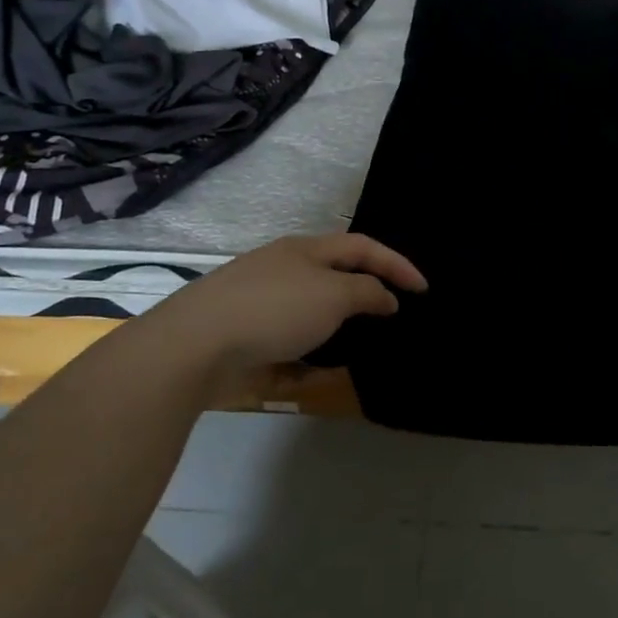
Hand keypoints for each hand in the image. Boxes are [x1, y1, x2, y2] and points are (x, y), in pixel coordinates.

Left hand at [162, 233, 426, 379]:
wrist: (194, 344)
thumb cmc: (274, 309)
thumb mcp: (333, 295)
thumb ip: (367, 293)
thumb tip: (386, 298)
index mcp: (307, 249)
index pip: (363, 247)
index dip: (397, 264)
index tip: (424, 289)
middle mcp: (284, 267)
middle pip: (336, 274)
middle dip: (365, 293)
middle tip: (392, 315)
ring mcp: (260, 299)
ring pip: (311, 309)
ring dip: (336, 325)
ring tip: (360, 345)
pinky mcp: (243, 332)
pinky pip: (287, 338)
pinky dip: (306, 352)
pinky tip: (315, 370)